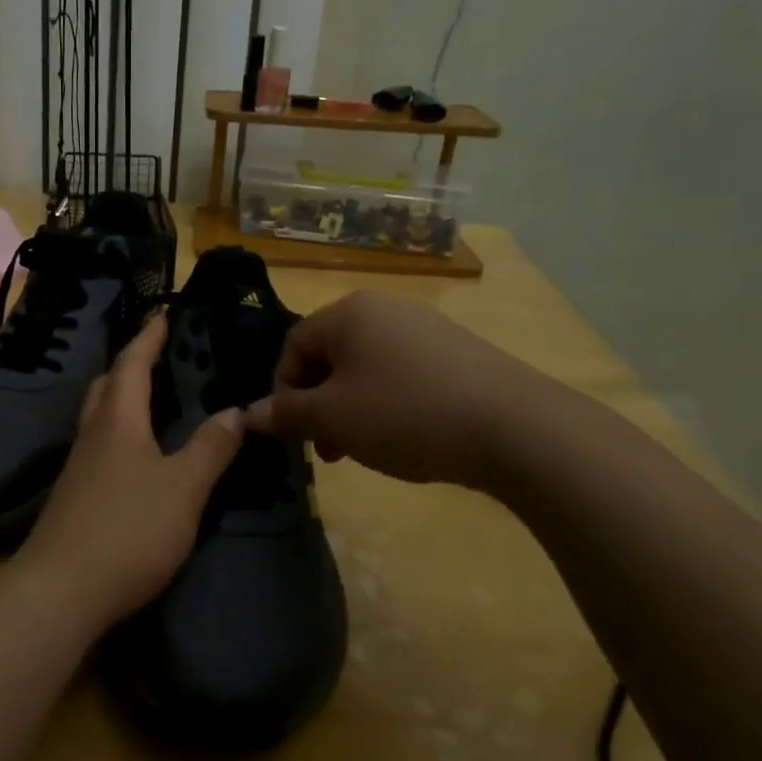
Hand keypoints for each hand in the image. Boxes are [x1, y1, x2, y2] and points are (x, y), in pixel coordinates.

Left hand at [16, 315, 243, 624]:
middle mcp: (93, 435)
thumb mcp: (184, 488)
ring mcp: (79, 467)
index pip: (132, 364)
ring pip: (100, 416)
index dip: (149, 338)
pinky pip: (100, 445)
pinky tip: (137, 455)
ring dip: (123, 398)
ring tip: (153, 399)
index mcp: (118, 420)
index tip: (164, 316)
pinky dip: (120, 432)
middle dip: (131, 364)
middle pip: (108, 385)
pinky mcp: (75, 497)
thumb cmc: (128, 529)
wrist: (60, 592)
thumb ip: (211, 448)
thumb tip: (236, 411)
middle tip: (159, 355)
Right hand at [242, 290, 526, 485]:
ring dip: (351, 410)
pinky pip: (403, 374)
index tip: (293, 432)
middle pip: (331, 356)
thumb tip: (248, 415)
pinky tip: (406, 437)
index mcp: (348, 313)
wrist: (513, 426)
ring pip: (367, 369)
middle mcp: (385, 309)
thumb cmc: (405, 413)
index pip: (293, 345)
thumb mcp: (334, 419)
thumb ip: (287, 414)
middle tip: (327, 450)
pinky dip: (389, 405)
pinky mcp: (456, 352)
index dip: (283, 390)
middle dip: (319, 405)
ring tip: (364, 451)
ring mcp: (425, 328)